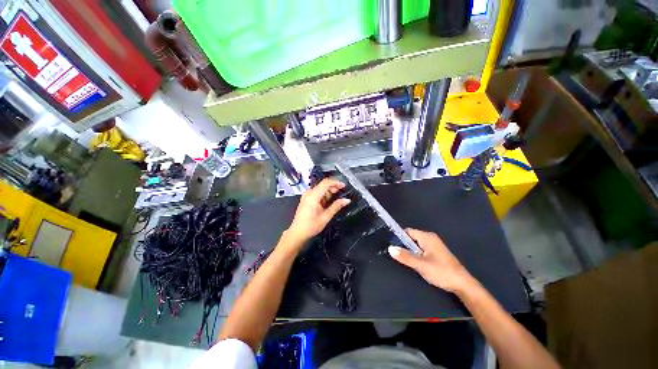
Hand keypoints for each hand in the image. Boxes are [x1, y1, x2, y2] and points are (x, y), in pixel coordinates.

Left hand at [285, 178, 350, 244]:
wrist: (298, 232)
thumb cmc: (310, 226)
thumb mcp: (326, 216)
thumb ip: (336, 206)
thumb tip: (346, 200)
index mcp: (313, 196)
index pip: (325, 183)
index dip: (336, 182)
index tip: (343, 186)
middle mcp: (309, 193)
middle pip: (323, 185)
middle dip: (333, 187)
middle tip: (341, 193)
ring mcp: (306, 196)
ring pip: (320, 189)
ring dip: (329, 192)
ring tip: (336, 199)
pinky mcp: (306, 199)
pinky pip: (317, 193)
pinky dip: (324, 195)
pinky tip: (328, 202)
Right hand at [388, 228, 475, 293]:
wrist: (462, 284)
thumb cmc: (441, 272)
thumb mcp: (421, 265)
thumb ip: (405, 256)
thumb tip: (390, 248)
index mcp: (427, 237)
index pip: (408, 231)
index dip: (399, 237)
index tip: (392, 246)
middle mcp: (430, 238)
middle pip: (411, 237)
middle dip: (404, 245)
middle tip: (398, 255)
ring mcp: (434, 245)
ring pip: (416, 244)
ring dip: (410, 251)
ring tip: (406, 260)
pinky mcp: (436, 252)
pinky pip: (421, 249)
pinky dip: (416, 254)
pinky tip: (416, 263)